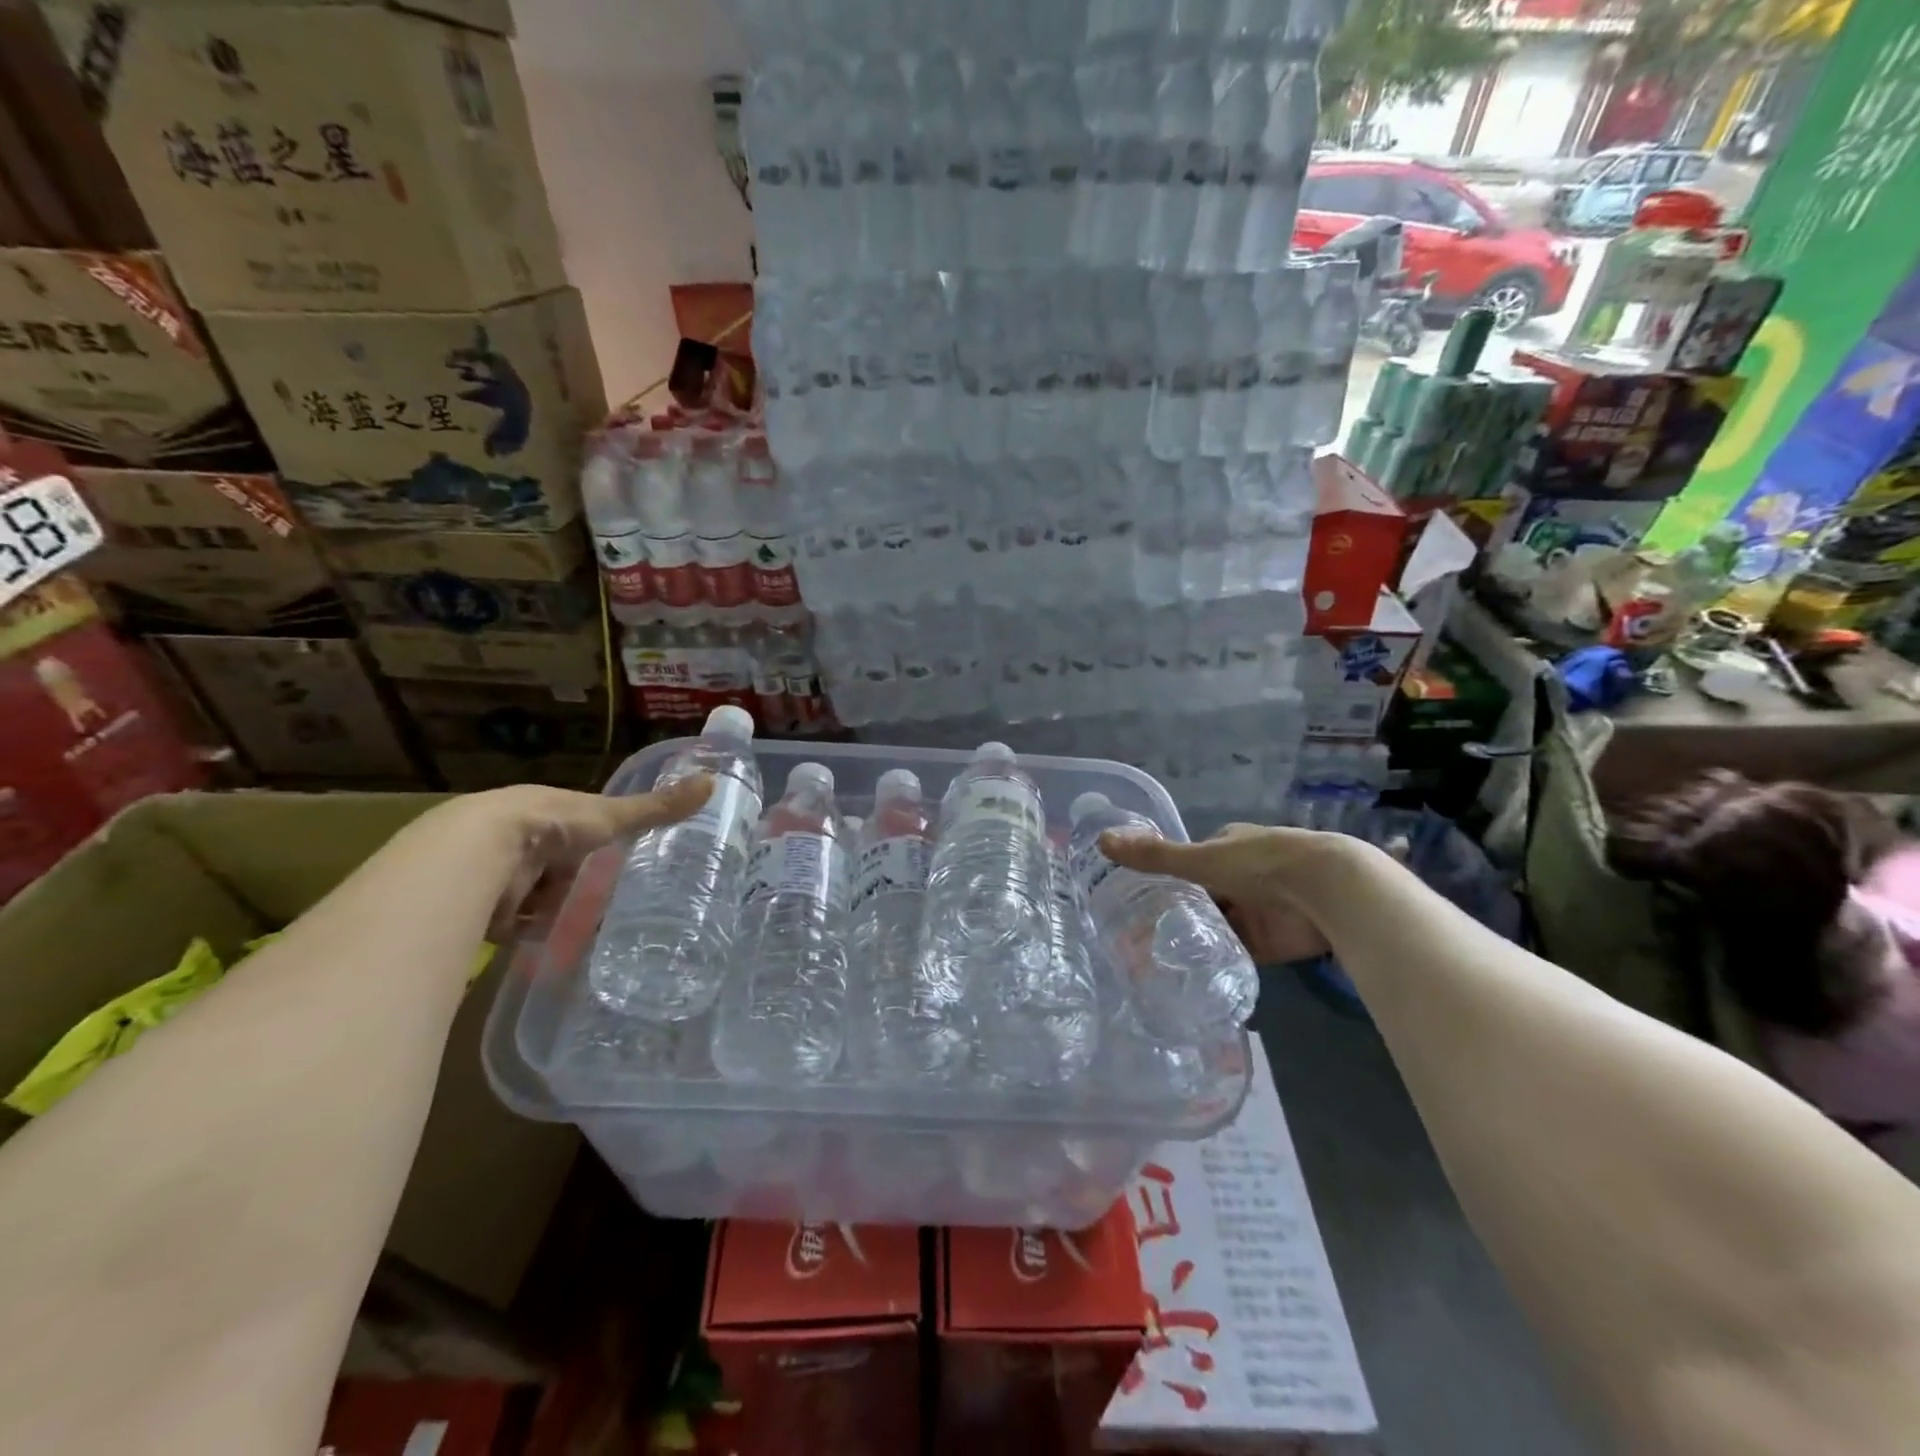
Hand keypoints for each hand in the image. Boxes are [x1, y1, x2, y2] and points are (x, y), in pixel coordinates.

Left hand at [432, 776, 714, 940]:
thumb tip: (713, 782)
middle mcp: (520, 840)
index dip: (594, 844)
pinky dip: (530, 936)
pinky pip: (513, 927)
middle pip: (555, 866)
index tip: (617, 863)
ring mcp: (498, 874)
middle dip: (574, 884)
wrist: (478, 852)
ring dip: (552, 913)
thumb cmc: (551, 825)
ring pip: (534, 897)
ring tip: (587, 932)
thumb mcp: (611, 816)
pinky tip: (552, 948)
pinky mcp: (483, 910)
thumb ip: (657, 808)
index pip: (577, 829)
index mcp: (548, 812)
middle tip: (609, 905)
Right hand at [1098, 822, 1359, 964]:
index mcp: (1228, 847)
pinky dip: (1214, 962)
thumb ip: (1154, 856)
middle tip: (1135, 937)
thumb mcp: (1200, 860)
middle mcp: (1241, 877)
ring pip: (1216, 927)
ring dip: (1193, 940)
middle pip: (1201, 898)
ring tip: (1151, 961)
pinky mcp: (1270, 942)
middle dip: (1176, 914)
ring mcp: (1257, 910)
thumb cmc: (1260, 863)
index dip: (1166, 879)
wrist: (1328, 891)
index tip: (1136, 900)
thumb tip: (1101, 841)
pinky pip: (1235, 954)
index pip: (1190, 863)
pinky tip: (1186, 976)